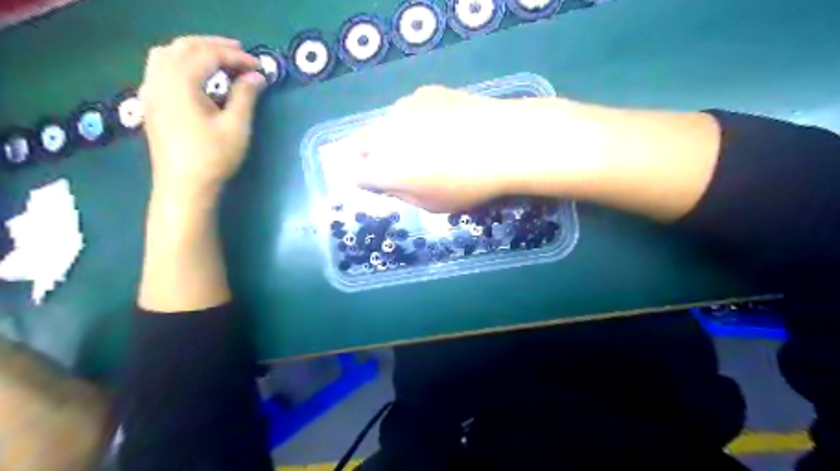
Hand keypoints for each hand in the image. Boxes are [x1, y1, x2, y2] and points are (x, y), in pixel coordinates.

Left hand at [140, 34, 264, 194]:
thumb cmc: (213, 157)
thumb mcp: (236, 126)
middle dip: (214, 46)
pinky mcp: (151, 103)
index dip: (236, 57)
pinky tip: (195, 76)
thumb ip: (245, 96)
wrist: (184, 186)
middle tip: (241, 54)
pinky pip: (160, 68)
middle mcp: (159, 79)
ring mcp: (150, 90)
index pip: (208, 55)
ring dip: (194, 50)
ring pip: (166, 53)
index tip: (260, 67)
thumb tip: (257, 76)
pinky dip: (180, 62)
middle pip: (184, 46)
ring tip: (218, 60)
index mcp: (180, 82)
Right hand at [329, 84, 589, 213]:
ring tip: (423, 142)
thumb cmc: (467, 184)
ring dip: (392, 134)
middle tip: (391, 163)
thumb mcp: (432, 204)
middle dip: (368, 154)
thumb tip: (388, 184)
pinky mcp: (424, 92)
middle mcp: (385, 135)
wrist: (502, 142)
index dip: (364, 180)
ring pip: (385, 123)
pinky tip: (442, 125)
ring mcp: (403, 109)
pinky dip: (415, 118)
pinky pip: (408, 108)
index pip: (356, 174)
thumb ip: (402, 195)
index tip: (375, 182)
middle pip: (361, 143)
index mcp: (384, 169)